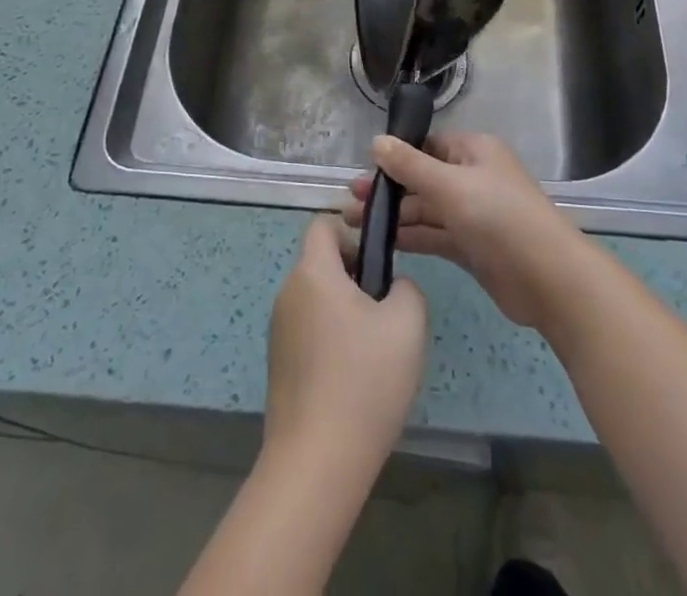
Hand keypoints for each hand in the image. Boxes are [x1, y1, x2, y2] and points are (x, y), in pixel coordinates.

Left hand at [263, 215, 428, 480]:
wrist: (316, 463)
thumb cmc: (364, 380)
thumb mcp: (407, 323)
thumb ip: (406, 288)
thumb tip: (392, 287)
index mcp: (313, 272)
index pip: (324, 225)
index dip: (353, 231)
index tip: (380, 262)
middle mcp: (288, 293)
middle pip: (323, 264)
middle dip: (356, 278)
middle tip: (387, 314)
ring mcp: (279, 331)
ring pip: (318, 301)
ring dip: (346, 313)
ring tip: (375, 353)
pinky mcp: (278, 366)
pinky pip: (310, 333)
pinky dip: (332, 343)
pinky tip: (355, 381)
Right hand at [343, 133, 588, 332]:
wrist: (548, 278)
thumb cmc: (498, 217)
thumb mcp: (450, 185)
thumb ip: (410, 165)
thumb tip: (376, 141)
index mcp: (474, 151)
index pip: (428, 146)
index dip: (396, 156)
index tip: (363, 169)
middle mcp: (472, 178)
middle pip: (423, 179)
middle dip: (387, 189)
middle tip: (347, 201)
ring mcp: (473, 214)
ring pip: (426, 210)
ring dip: (393, 216)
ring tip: (351, 223)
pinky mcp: (471, 248)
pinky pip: (434, 236)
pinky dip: (410, 238)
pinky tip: (381, 244)